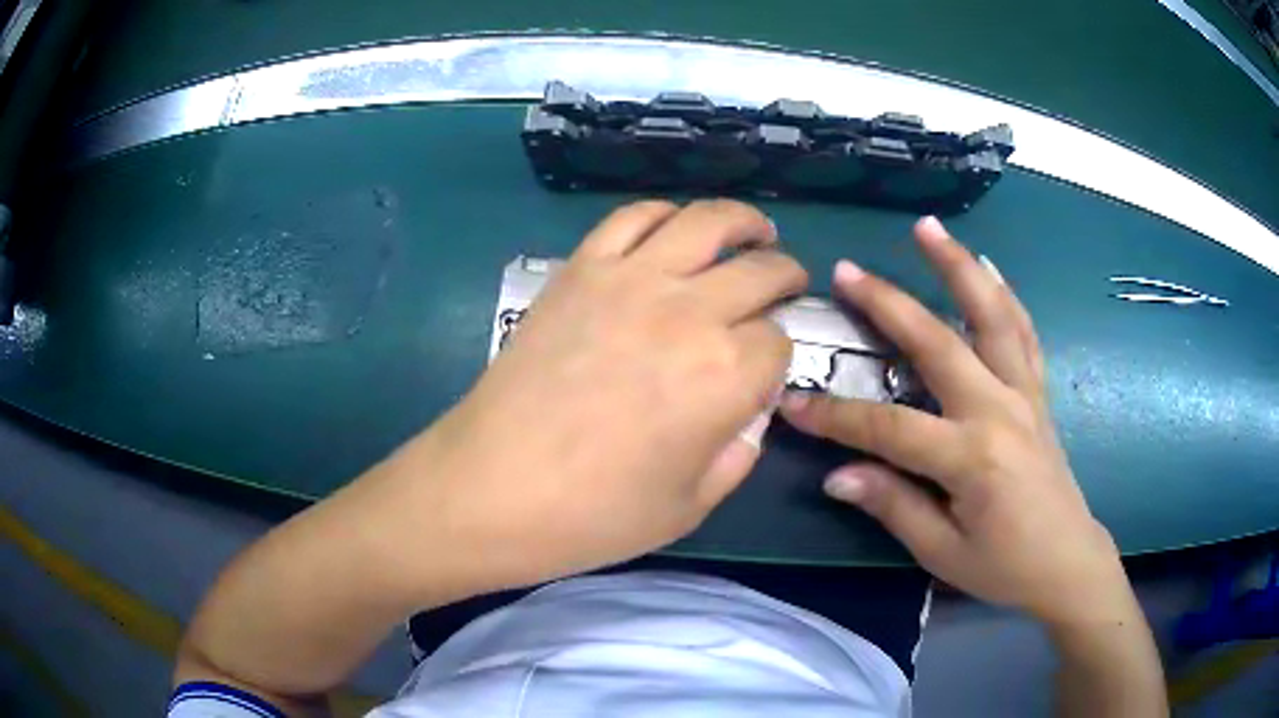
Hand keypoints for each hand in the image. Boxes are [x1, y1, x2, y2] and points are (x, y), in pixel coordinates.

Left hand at [406, 200, 806, 586]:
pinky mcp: (581, 269)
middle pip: (760, 270)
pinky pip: (633, 218)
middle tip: (788, 283)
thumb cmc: (593, 515)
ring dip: (743, 221)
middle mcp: (689, 313)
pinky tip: (677, 228)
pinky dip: (665, 213)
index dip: (775, 357)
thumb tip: (748, 414)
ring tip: (755, 230)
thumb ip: (737, 455)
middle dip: (785, 275)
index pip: (777, 342)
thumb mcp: (690, 507)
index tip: (761, 371)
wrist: (491, 487)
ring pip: (706, 222)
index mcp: (725, 377)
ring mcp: (630, 280)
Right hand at [781, 217, 1126, 625]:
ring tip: (928, 228)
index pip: (888, 427)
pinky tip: (988, 266)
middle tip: (846, 270)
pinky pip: (1023, 332)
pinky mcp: (1038, 392)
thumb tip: (838, 474)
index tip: (793, 403)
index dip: (836, 418)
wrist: (1067, 561)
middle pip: (938, 343)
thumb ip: (893, 505)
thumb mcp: (943, 552)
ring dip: (958, 266)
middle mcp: (999, 410)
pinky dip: (1005, 294)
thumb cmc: (1004, 566)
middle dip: (888, 304)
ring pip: (991, 315)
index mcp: (971, 457)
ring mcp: (1024, 394)